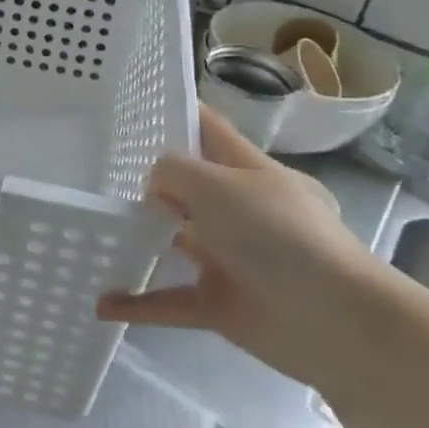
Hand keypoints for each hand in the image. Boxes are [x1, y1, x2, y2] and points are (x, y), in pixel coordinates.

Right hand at [97, 104, 392, 389]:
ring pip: (174, 243)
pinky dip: (138, 303)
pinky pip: (169, 300)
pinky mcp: (220, 303)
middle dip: (147, 182)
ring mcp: (229, 258)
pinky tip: (102, 303)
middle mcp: (239, 211)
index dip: (178, 115)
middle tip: (94, 175)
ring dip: (138, 241)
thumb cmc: (279, 235)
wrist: (334, 321)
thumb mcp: (220, 186)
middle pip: (187, 188)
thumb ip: (175, 173)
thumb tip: (154, 186)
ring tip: (93, 232)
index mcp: (250, 172)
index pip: (209, 131)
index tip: (132, 107)